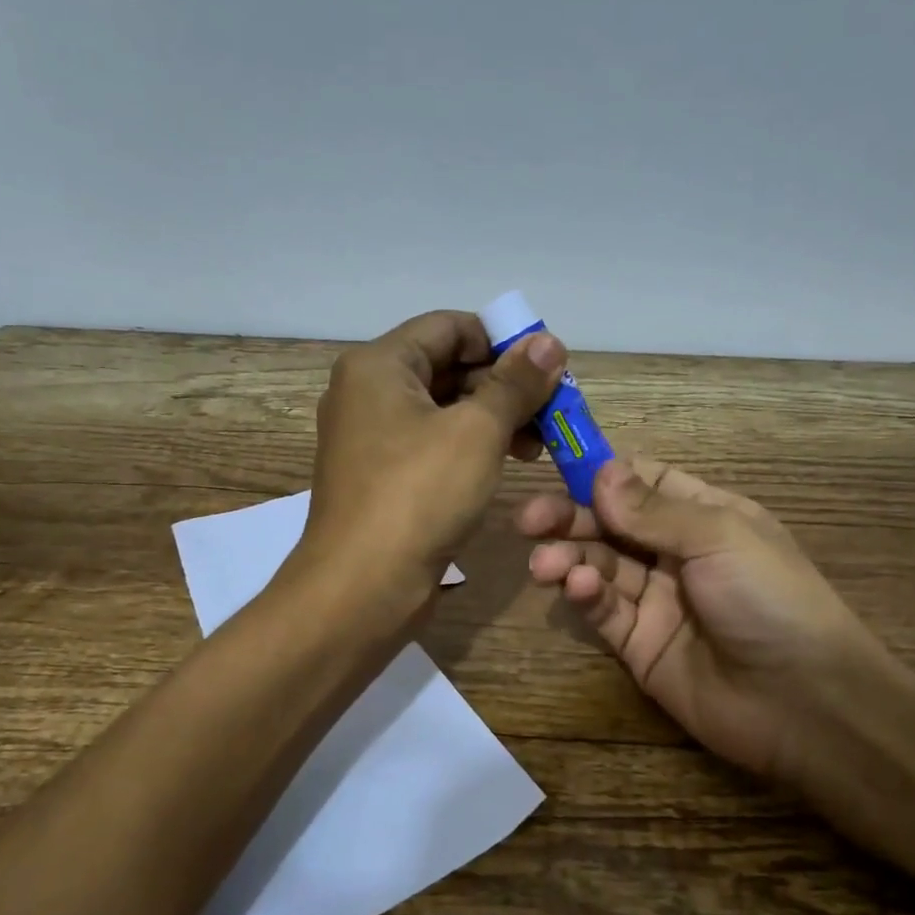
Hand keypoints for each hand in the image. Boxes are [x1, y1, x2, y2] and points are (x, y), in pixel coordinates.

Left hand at [299, 310, 566, 618]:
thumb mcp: (477, 431)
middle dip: (503, 384)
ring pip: (442, 409)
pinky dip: (470, 446)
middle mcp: (367, 392)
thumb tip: (549, 342)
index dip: (502, 340)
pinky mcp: (381, 476)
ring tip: (538, 444)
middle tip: (552, 410)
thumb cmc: (419, 495)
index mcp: (379, 365)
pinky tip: (505, 464)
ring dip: (492, 418)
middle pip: (446, 366)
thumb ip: (515, 383)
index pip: (449, 327)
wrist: (362, 587)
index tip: (547, 367)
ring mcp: (370, 438)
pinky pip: (431, 444)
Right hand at [518, 455, 896, 786]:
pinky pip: (604, 610)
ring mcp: (656, 600)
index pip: (643, 481)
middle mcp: (676, 553)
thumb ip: (653, 509)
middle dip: (569, 517)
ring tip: (546, 563)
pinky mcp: (638, 645)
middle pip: (610, 524)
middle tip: (529, 519)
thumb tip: (600, 471)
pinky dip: (586, 596)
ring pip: (599, 566)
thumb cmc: (771, 599)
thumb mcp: (719, 537)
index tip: (558, 467)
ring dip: (569, 558)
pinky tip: (578, 589)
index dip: (602, 473)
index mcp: (704, 516)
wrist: (805, 705)